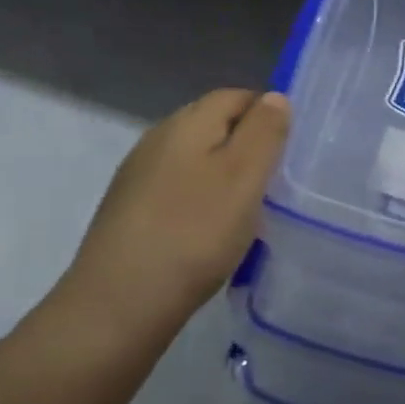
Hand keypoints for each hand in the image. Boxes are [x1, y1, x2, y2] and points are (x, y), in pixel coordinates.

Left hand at [60, 90, 290, 347]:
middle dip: (246, 147)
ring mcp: (138, 174)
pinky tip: (206, 236)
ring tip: (243, 216)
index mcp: (187, 121)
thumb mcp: (244, 177)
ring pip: (195, 160)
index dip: (267, 116)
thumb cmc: (193, 234)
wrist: (116, 307)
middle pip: (213, 125)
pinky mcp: (127, 210)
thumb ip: (264, 131)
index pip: (236, 96)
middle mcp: (158, 137)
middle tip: (271, 187)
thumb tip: (274, 97)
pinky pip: (176, 190)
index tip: (287, 154)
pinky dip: (198, 203)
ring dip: (222, 178)